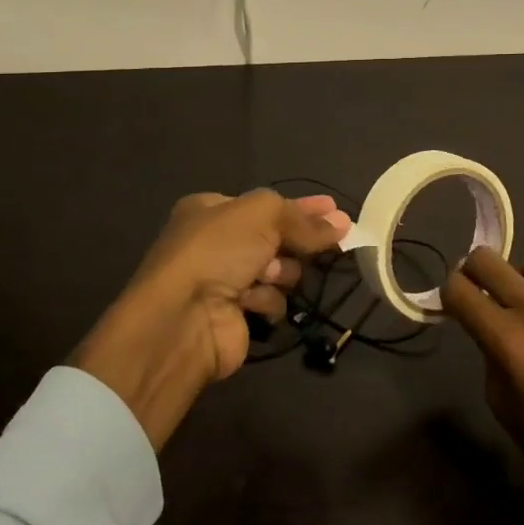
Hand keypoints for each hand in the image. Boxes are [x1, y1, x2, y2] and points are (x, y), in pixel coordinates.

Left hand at [73, 189, 349, 450]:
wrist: (182, 319)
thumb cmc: (216, 251)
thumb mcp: (261, 215)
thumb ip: (301, 218)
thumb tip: (341, 223)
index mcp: (211, 210)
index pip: (266, 205)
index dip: (301, 207)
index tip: (335, 210)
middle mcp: (215, 243)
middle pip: (274, 237)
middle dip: (295, 241)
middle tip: (332, 240)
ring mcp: (223, 281)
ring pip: (277, 270)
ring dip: (280, 271)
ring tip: (268, 275)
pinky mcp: (233, 316)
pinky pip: (268, 301)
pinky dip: (266, 301)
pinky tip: (253, 303)